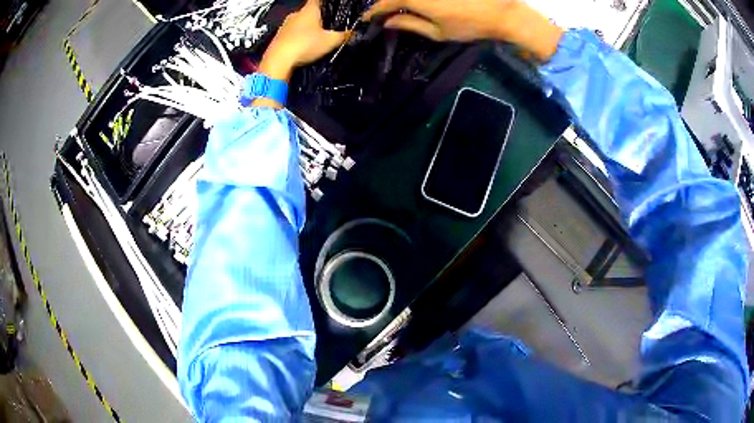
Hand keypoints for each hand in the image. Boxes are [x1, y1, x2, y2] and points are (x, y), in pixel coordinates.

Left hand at [258, 0, 348, 81]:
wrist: (278, 61)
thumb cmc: (305, 45)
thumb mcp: (331, 41)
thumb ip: (344, 36)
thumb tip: (353, 33)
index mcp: (309, 10)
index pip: (318, 0)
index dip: (325, 3)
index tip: (331, 8)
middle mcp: (295, 14)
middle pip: (309, 12)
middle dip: (317, 18)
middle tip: (327, 27)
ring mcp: (284, 25)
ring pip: (299, 23)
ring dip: (306, 29)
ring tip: (315, 39)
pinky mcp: (277, 37)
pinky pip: (291, 34)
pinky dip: (297, 38)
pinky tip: (302, 47)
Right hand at [363, 0, 562, 61]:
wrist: (502, 12)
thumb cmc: (469, 25)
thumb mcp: (437, 32)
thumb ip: (408, 24)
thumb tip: (387, 21)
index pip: (383, 3)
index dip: (373, 12)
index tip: (366, 19)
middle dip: (384, 4)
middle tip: (382, 14)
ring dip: (399, 1)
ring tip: (397, 10)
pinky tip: (416, 4)